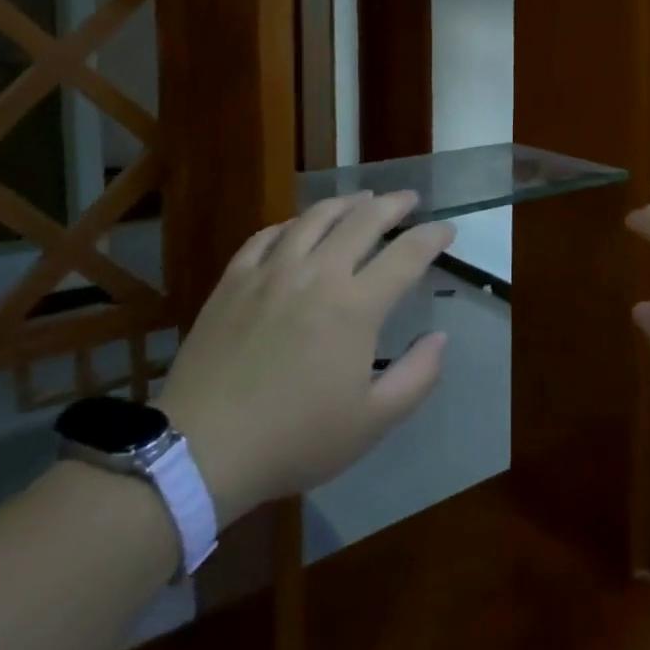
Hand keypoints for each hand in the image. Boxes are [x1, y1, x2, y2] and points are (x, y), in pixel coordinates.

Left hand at [157, 191, 453, 525]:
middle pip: (363, 221)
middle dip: (394, 204)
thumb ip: (417, 376)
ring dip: (346, 203)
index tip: (447, 229)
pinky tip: (298, 227)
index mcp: (356, 306)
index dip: (432, 236)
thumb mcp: (373, 422)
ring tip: (362, 200)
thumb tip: (440, 337)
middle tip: (410, 199)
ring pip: (315, 218)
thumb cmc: (296, 438)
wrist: (203, 449)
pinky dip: (291, 224)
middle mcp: (318, 274)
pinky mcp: (234, 280)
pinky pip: (267, 235)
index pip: (407, 254)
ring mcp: (271, 272)